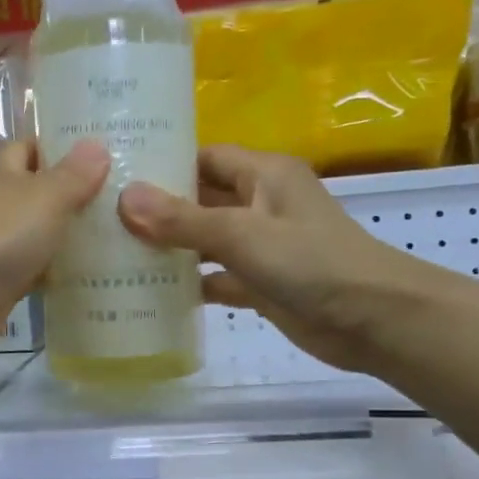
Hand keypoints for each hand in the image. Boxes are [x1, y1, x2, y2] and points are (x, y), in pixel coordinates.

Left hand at [0, 139, 110, 368]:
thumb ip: (73, 174)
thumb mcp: (44, 197)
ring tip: (129, 236)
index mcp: (1, 171)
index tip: (112, 152)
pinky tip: (99, 278)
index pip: (34, 147)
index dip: (67, 147)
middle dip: (80, 195)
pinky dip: (61, 273)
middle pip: (42, 193)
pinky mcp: (1, 284)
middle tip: (132, 197)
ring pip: (43, 234)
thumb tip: (96, 143)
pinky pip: (38, 271)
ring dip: (74, 236)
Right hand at [116, 144, 443, 371]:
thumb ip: (182, 219)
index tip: (117, 176)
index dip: (164, 163)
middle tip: (103, 218)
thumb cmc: (311, 262)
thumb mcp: (242, 234)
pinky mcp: (261, 283)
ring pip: (205, 239)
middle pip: (200, 198)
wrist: (374, 320)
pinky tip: (150, 293)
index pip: (204, 157)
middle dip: (158, 209)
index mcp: (263, 175)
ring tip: (116, 253)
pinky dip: (191, 282)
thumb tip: (125, 198)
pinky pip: (217, 276)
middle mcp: (260, 203)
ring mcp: (261, 245)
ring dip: (170, 247)